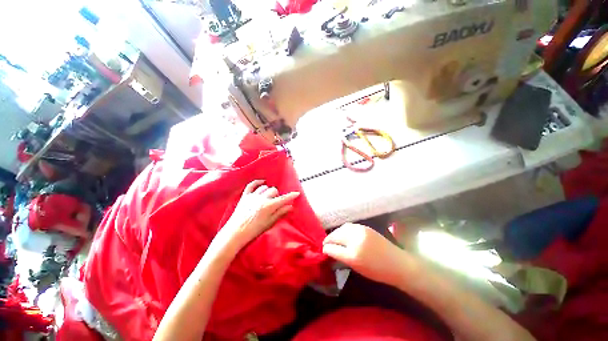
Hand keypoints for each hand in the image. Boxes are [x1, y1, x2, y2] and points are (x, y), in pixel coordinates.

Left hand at [217, 180, 299, 253]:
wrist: (236, 232)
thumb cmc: (254, 230)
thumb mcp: (270, 223)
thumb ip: (280, 212)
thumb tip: (290, 206)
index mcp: (269, 206)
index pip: (283, 198)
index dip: (291, 196)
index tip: (297, 193)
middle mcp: (262, 198)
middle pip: (273, 190)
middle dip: (277, 195)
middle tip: (276, 202)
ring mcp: (252, 196)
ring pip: (264, 187)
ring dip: (268, 191)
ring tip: (268, 197)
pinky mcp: (245, 196)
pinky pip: (251, 185)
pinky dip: (257, 182)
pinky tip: (262, 182)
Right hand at [323, 223, 412, 285]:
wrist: (398, 263)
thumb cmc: (378, 271)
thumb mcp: (357, 268)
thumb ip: (342, 257)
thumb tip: (329, 250)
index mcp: (353, 255)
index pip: (333, 248)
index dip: (326, 248)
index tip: (322, 249)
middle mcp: (355, 240)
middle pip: (336, 235)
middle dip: (329, 239)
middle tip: (326, 243)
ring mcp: (361, 231)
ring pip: (342, 228)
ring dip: (336, 233)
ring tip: (334, 238)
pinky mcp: (365, 227)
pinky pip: (349, 226)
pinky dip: (343, 229)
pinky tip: (343, 233)